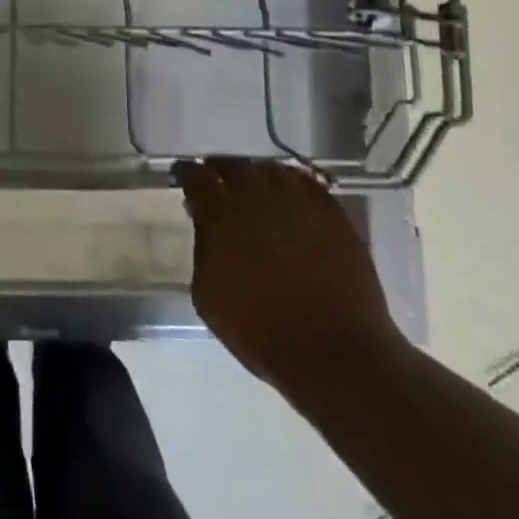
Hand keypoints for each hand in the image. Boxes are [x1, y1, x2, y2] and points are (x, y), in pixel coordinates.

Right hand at [177, 157, 402, 389]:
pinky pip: (307, 184)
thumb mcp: (208, 295)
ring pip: (271, 170)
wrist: (334, 354)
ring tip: (257, 191)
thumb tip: (206, 224)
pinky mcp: (332, 212)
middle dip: (222, 170)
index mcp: (222, 213)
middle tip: (220, 182)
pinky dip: (293, 186)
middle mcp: (257, 195)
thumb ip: (202, 249)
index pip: (196, 176)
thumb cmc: (261, 331)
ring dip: (258, 176)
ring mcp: (298, 200)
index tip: (185, 177)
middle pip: (233, 164)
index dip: (187, 174)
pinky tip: (292, 201)